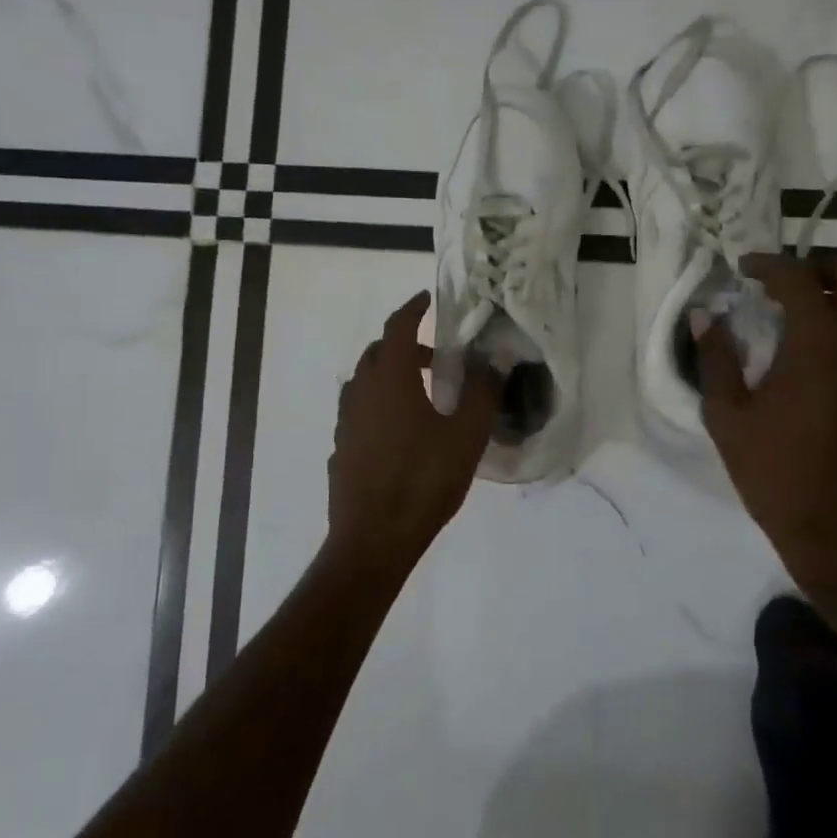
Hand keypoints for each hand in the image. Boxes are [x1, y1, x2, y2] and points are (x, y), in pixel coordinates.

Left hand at [327, 292, 496, 570]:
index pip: (397, 328)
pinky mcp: (342, 448)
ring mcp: (346, 422)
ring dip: (390, 375)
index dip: (412, 308)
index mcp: (389, 379)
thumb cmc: (424, 481)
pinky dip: (380, 404)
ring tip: (422, 394)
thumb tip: (494, 360)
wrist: (374, 539)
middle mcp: (360, 392)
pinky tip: (401, 431)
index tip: (427, 298)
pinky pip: (360, 411)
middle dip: (404, 345)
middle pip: (377, 353)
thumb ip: (483, 392)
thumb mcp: (466, 435)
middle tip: (437, 358)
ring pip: (365, 382)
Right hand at [693, 254, 836, 593]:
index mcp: (817, 344)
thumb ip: (715, 360)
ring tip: (792, 306)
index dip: (769, 265)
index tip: (742, 268)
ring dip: (835, 290)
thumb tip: (704, 317)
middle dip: (816, 265)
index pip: (799, 279)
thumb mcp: (728, 417)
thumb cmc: (776, 473)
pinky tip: (808, 345)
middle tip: (777, 280)